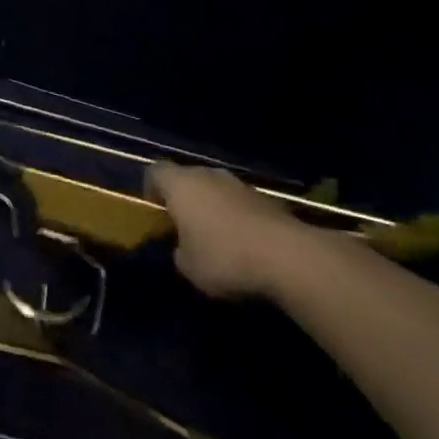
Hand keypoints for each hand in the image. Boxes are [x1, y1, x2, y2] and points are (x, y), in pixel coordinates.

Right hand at [145, 164, 308, 298]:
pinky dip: (237, 218)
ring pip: (215, 190)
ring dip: (212, 208)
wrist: (288, 257)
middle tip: (184, 227)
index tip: (156, 212)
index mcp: (180, 184)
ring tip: (217, 238)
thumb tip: (184, 247)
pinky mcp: (266, 199)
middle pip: (187, 178)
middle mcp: (207, 175)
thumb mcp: (188, 267)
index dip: (151, 189)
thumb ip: (179, 251)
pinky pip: (240, 204)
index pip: (155, 171)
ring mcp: (239, 184)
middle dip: (184, 199)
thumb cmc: (224, 257)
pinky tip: (244, 245)